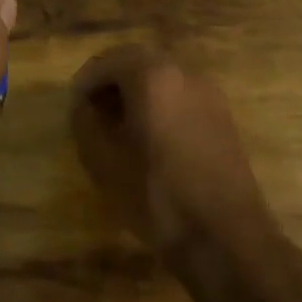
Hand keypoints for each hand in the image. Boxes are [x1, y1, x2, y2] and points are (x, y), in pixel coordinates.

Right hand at [70, 45, 276, 277]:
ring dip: (137, 92)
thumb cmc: (157, 195)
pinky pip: (181, 96)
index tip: (73, 109)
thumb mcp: (104, 160)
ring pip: (162, 78)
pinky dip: (160, 104)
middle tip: (92, 111)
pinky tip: (151, 138)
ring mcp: (208, 93)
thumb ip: (85, 122)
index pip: (106, 63)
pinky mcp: (223, 117)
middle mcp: (183, 72)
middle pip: (136, 62)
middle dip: (111, 82)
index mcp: (151, 76)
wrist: (228, 239)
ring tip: (120, 126)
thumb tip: (85, 106)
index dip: (84, 84)